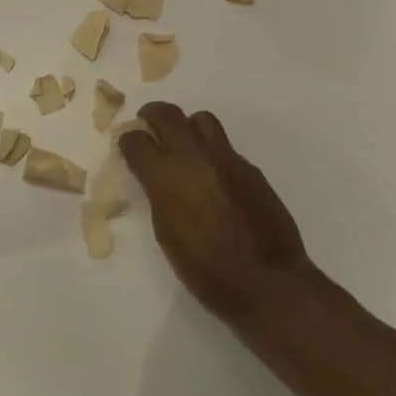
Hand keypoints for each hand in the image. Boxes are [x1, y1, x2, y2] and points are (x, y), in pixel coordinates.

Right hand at [120, 103, 314, 323]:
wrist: (267, 282)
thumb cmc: (205, 270)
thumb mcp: (166, 233)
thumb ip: (158, 195)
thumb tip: (155, 177)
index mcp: (166, 177)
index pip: (136, 140)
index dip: (128, 141)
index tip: (129, 148)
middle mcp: (194, 157)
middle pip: (167, 114)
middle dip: (152, 116)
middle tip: (149, 126)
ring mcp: (227, 159)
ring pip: (202, 120)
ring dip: (187, 127)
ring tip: (185, 146)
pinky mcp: (251, 168)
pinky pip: (225, 147)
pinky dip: (213, 153)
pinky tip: (214, 179)